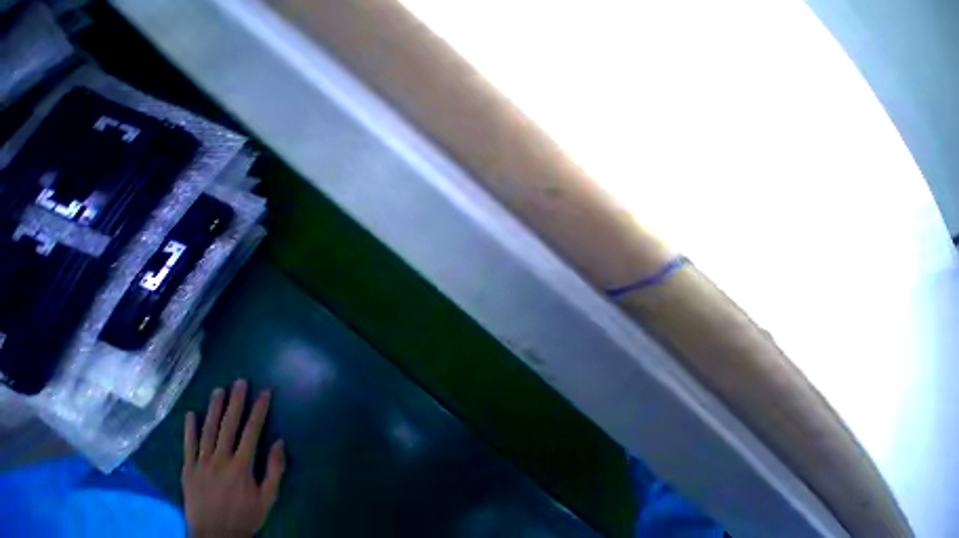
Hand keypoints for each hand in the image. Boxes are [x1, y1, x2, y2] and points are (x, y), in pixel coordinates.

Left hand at [182, 380, 284, 536]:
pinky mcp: (187, 473)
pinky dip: (188, 430)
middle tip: (240, 382)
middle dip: (235, 402)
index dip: (259, 409)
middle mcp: (220, 461)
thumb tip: (279, 441)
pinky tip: (190, 415)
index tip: (265, 392)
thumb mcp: (268, 497)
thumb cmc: (245, 517)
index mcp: (241, 466)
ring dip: (213, 410)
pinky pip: (187, 448)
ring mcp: (200, 466)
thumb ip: (275, 469)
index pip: (252, 430)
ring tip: (218, 391)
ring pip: (207, 432)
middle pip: (228, 426)